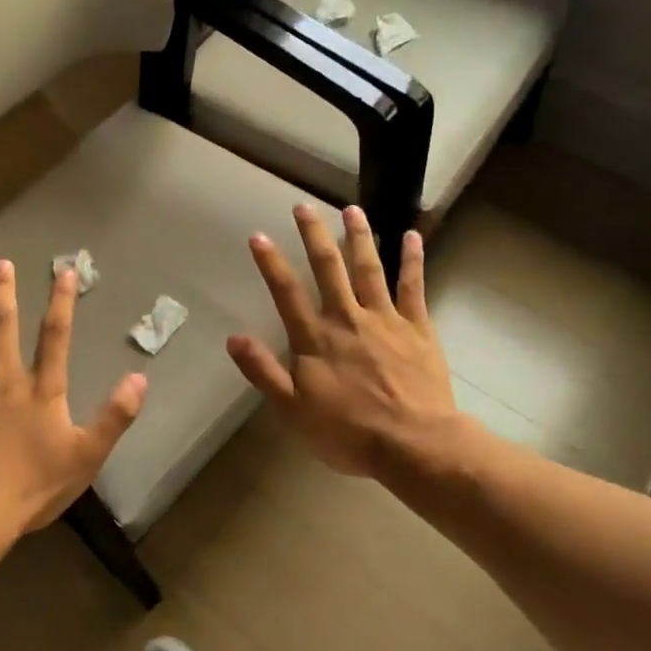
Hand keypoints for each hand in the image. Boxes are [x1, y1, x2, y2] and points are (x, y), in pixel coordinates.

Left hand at [0, 260, 146, 540]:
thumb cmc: (34, 485)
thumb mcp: (87, 455)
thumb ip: (115, 416)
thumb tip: (139, 378)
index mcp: (42, 390)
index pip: (55, 336)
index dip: (61, 301)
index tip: (63, 270)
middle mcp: (5, 380)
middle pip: (4, 327)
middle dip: (5, 293)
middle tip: (3, 263)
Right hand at [227, 205, 457, 480]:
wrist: (414, 445)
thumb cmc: (349, 433)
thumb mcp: (294, 410)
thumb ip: (264, 372)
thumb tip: (233, 339)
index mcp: (316, 339)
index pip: (287, 293)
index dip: (271, 263)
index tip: (259, 235)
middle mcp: (347, 318)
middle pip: (328, 268)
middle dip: (314, 235)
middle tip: (304, 205)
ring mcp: (385, 319)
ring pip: (369, 268)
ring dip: (359, 236)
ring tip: (351, 209)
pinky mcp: (417, 326)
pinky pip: (413, 286)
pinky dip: (412, 260)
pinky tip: (411, 236)